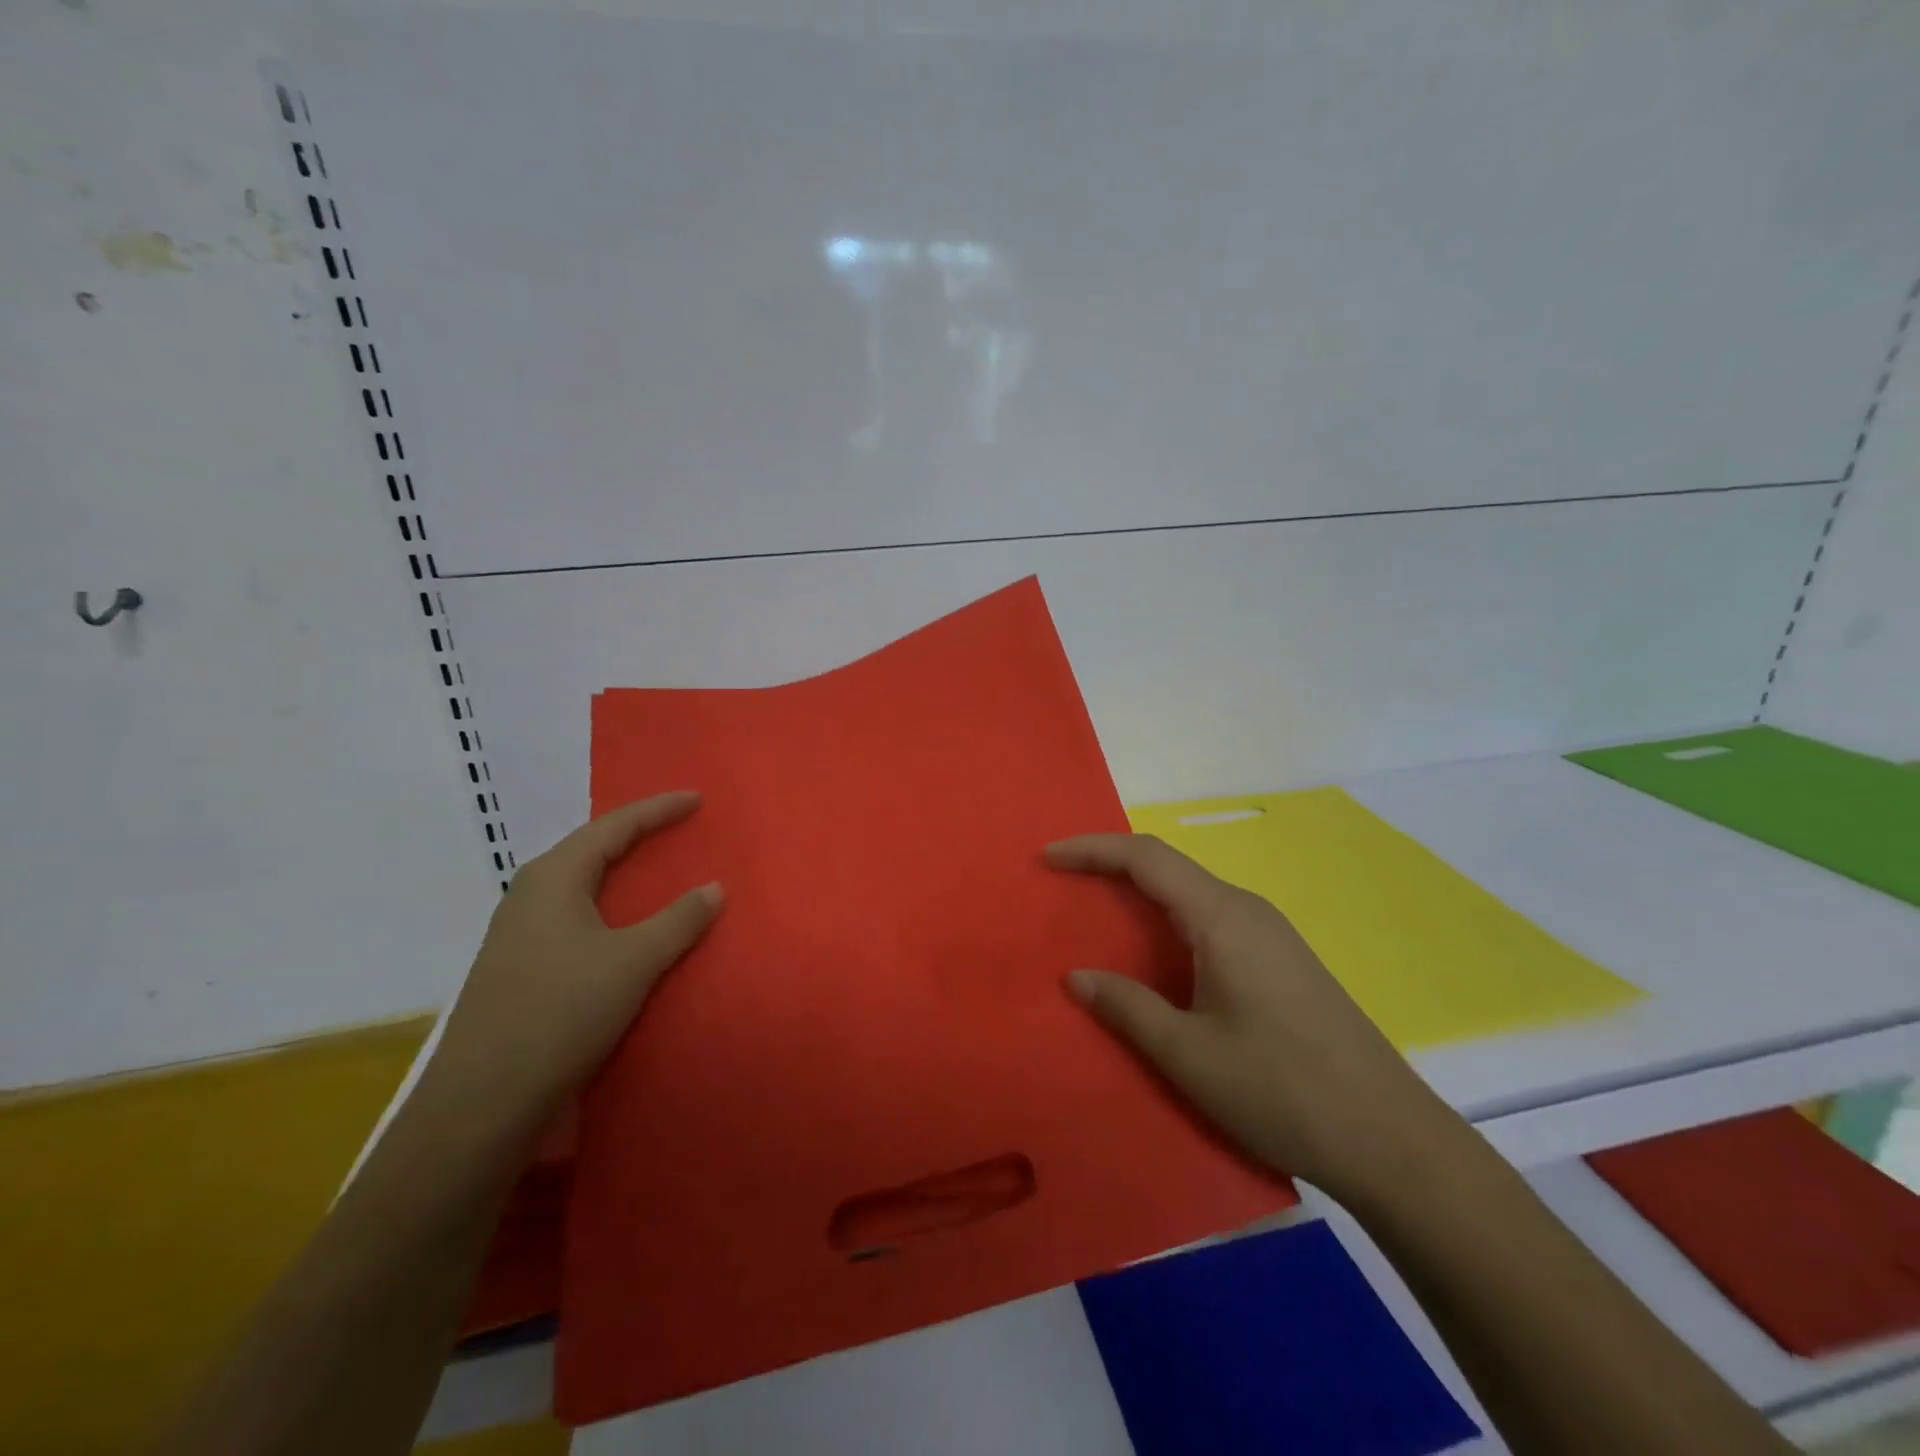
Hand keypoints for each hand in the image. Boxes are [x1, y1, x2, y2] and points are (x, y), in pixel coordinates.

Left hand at [423, 792, 722, 1129]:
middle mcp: (530, 894)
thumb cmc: (561, 1013)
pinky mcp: (519, 964)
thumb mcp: (634, 962)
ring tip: (654, 867)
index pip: (613, 826)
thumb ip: (678, 920)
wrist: (482, 1100)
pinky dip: (607, 905)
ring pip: (579, 883)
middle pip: (590, 848)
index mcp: (554, 878)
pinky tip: (622, 924)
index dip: (657, 810)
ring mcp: (518, 931)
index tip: (696, 799)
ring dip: (618, 871)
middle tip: (676, 827)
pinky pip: (573, 914)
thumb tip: (714, 887)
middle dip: (635, 833)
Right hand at [1048, 832, 1455, 1204]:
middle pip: (1170, 867)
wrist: (1390, 1139)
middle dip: (1112, 866)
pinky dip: (1170, 921)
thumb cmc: (1281, 1089)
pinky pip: (1212, 919)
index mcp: (1222, 918)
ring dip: (1142, 895)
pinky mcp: (1283, 961)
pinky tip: (1158, 957)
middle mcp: (1248, 911)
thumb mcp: (1189, 1054)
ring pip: (1193, 894)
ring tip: (1100, 918)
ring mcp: (1271, 935)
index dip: (1093, 849)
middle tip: (1065, 885)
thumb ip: (1128, 1007)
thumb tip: (1078, 977)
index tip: (1049, 858)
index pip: (1147, 857)